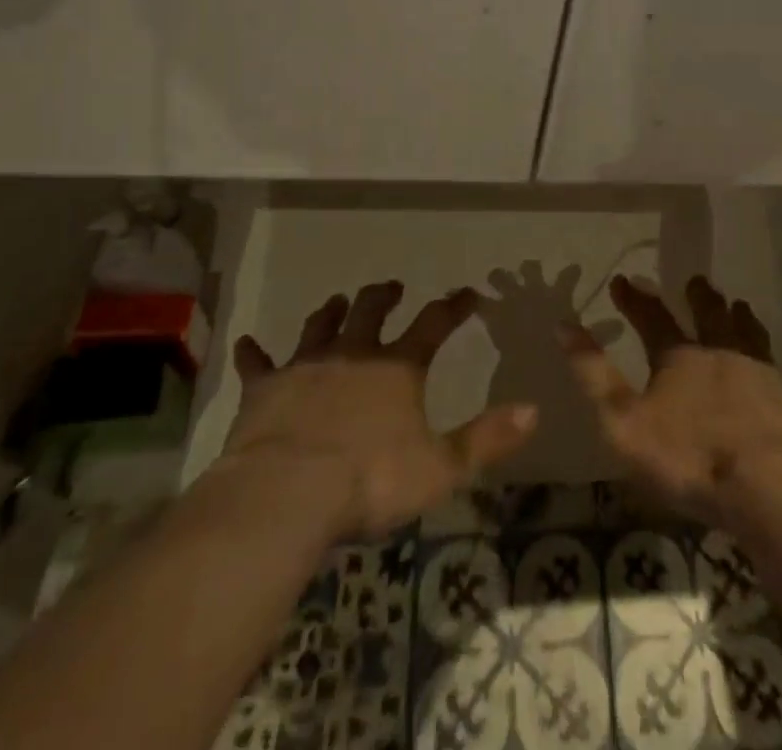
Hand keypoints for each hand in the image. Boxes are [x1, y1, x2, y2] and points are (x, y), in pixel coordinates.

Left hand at [215, 283, 537, 540]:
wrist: (286, 494)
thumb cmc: (369, 481)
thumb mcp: (440, 468)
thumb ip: (487, 439)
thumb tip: (534, 409)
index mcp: (397, 368)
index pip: (434, 323)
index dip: (454, 306)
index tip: (468, 293)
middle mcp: (354, 353)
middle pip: (372, 309)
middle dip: (385, 295)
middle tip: (393, 286)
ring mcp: (306, 366)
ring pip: (321, 325)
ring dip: (331, 311)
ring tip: (338, 301)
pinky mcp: (265, 388)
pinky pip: (258, 364)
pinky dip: (254, 353)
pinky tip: (247, 343)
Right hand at [563, 275, 781, 534]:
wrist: (768, 488)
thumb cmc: (688, 457)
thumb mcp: (622, 421)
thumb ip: (593, 374)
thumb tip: (564, 325)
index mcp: (680, 358)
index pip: (651, 318)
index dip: (635, 299)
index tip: (622, 280)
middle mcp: (723, 355)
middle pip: (710, 316)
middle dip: (700, 297)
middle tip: (698, 281)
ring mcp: (765, 378)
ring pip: (754, 338)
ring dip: (745, 321)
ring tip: (742, 306)